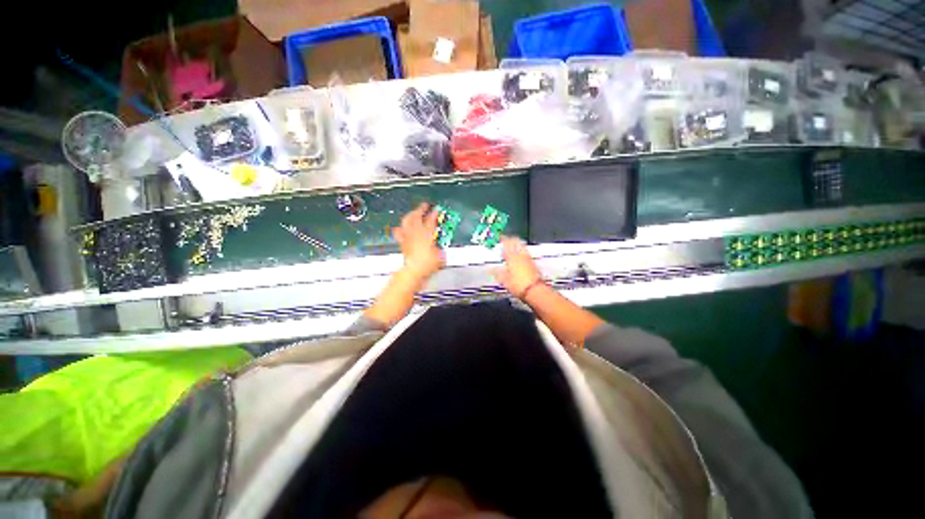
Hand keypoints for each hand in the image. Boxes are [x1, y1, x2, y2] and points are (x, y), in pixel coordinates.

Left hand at [394, 203, 444, 281]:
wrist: (413, 272)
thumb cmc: (426, 266)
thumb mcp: (440, 257)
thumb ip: (440, 251)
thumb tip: (441, 251)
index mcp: (427, 235)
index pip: (431, 220)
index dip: (434, 214)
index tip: (436, 209)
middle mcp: (416, 234)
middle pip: (416, 216)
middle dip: (420, 209)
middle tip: (424, 206)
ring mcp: (408, 237)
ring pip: (407, 221)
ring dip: (410, 215)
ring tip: (413, 212)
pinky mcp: (403, 243)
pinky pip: (399, 232)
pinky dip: (400, 228)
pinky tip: (400, 227)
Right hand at [493, 237, 542, 298]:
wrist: (534, 291)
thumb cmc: (518, 285)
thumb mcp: (503, 280)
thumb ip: (497, 273)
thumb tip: (491, 270)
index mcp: (512, 257)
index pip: (507, 244)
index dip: (503, 239)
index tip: (501, 237)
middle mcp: (521, 255)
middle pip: (517, 243)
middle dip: (512, 239)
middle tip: (508, 239)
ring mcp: (528, 259)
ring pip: (522, 247)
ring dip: (517, 245)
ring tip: (514, 246)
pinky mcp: (533, 264)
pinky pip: (526, 254)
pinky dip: (522, 252)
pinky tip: (520, 257)